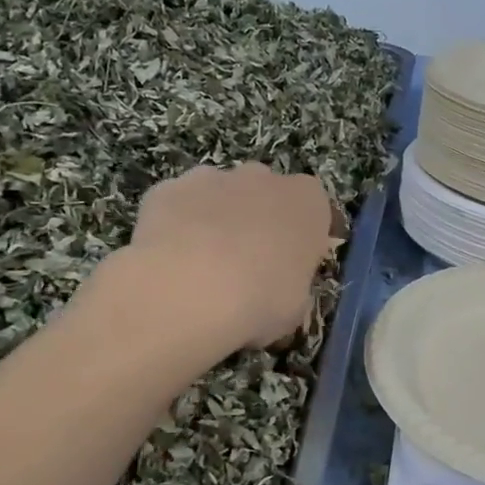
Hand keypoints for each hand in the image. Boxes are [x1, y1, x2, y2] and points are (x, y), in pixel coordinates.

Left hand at [123, 163, 334, 351]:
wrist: (187, 290)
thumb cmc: (259, 300)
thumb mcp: (295, 307)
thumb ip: (292, 284)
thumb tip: (278, 287)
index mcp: (308, 202)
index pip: (316, 211)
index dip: (305, 238)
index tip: (295, 266)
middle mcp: (263, 178)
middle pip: (266, 194)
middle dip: (259, 221)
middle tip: (249, 266)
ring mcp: (212, 177)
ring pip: (220, 194)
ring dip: (217, 219)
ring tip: (203, 266)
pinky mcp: (168, 188)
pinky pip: (179, 205)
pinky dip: (177, 225)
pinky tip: (170, 261)